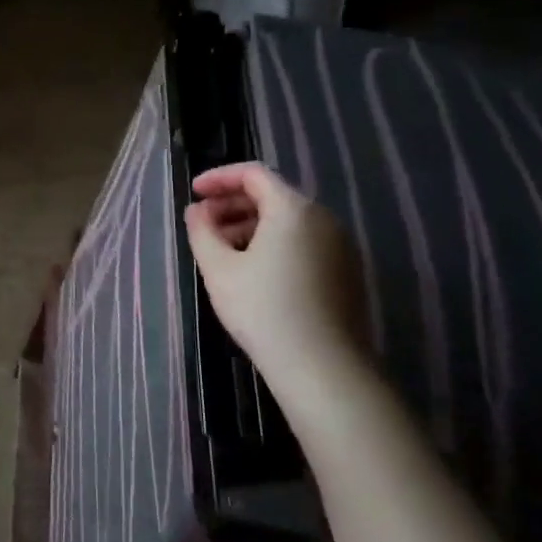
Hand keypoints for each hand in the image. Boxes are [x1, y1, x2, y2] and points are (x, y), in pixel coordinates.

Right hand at [184, 162, 369, 390]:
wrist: (323, 367)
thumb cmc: (263, 309)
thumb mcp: (218, 268)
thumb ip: (202, 230)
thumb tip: (197, 211)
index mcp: (293, 209)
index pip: (253, 174)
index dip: (219, 178)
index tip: (194, 193)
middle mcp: (323, 219)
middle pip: (273, 196)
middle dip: (233, 204)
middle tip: (203, 223)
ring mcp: (340, 246)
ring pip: (289, 222)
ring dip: (251, 226)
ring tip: (223, 250)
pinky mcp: (347, 273)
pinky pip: (304, 242)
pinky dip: (274, 244)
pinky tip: (253, 272)